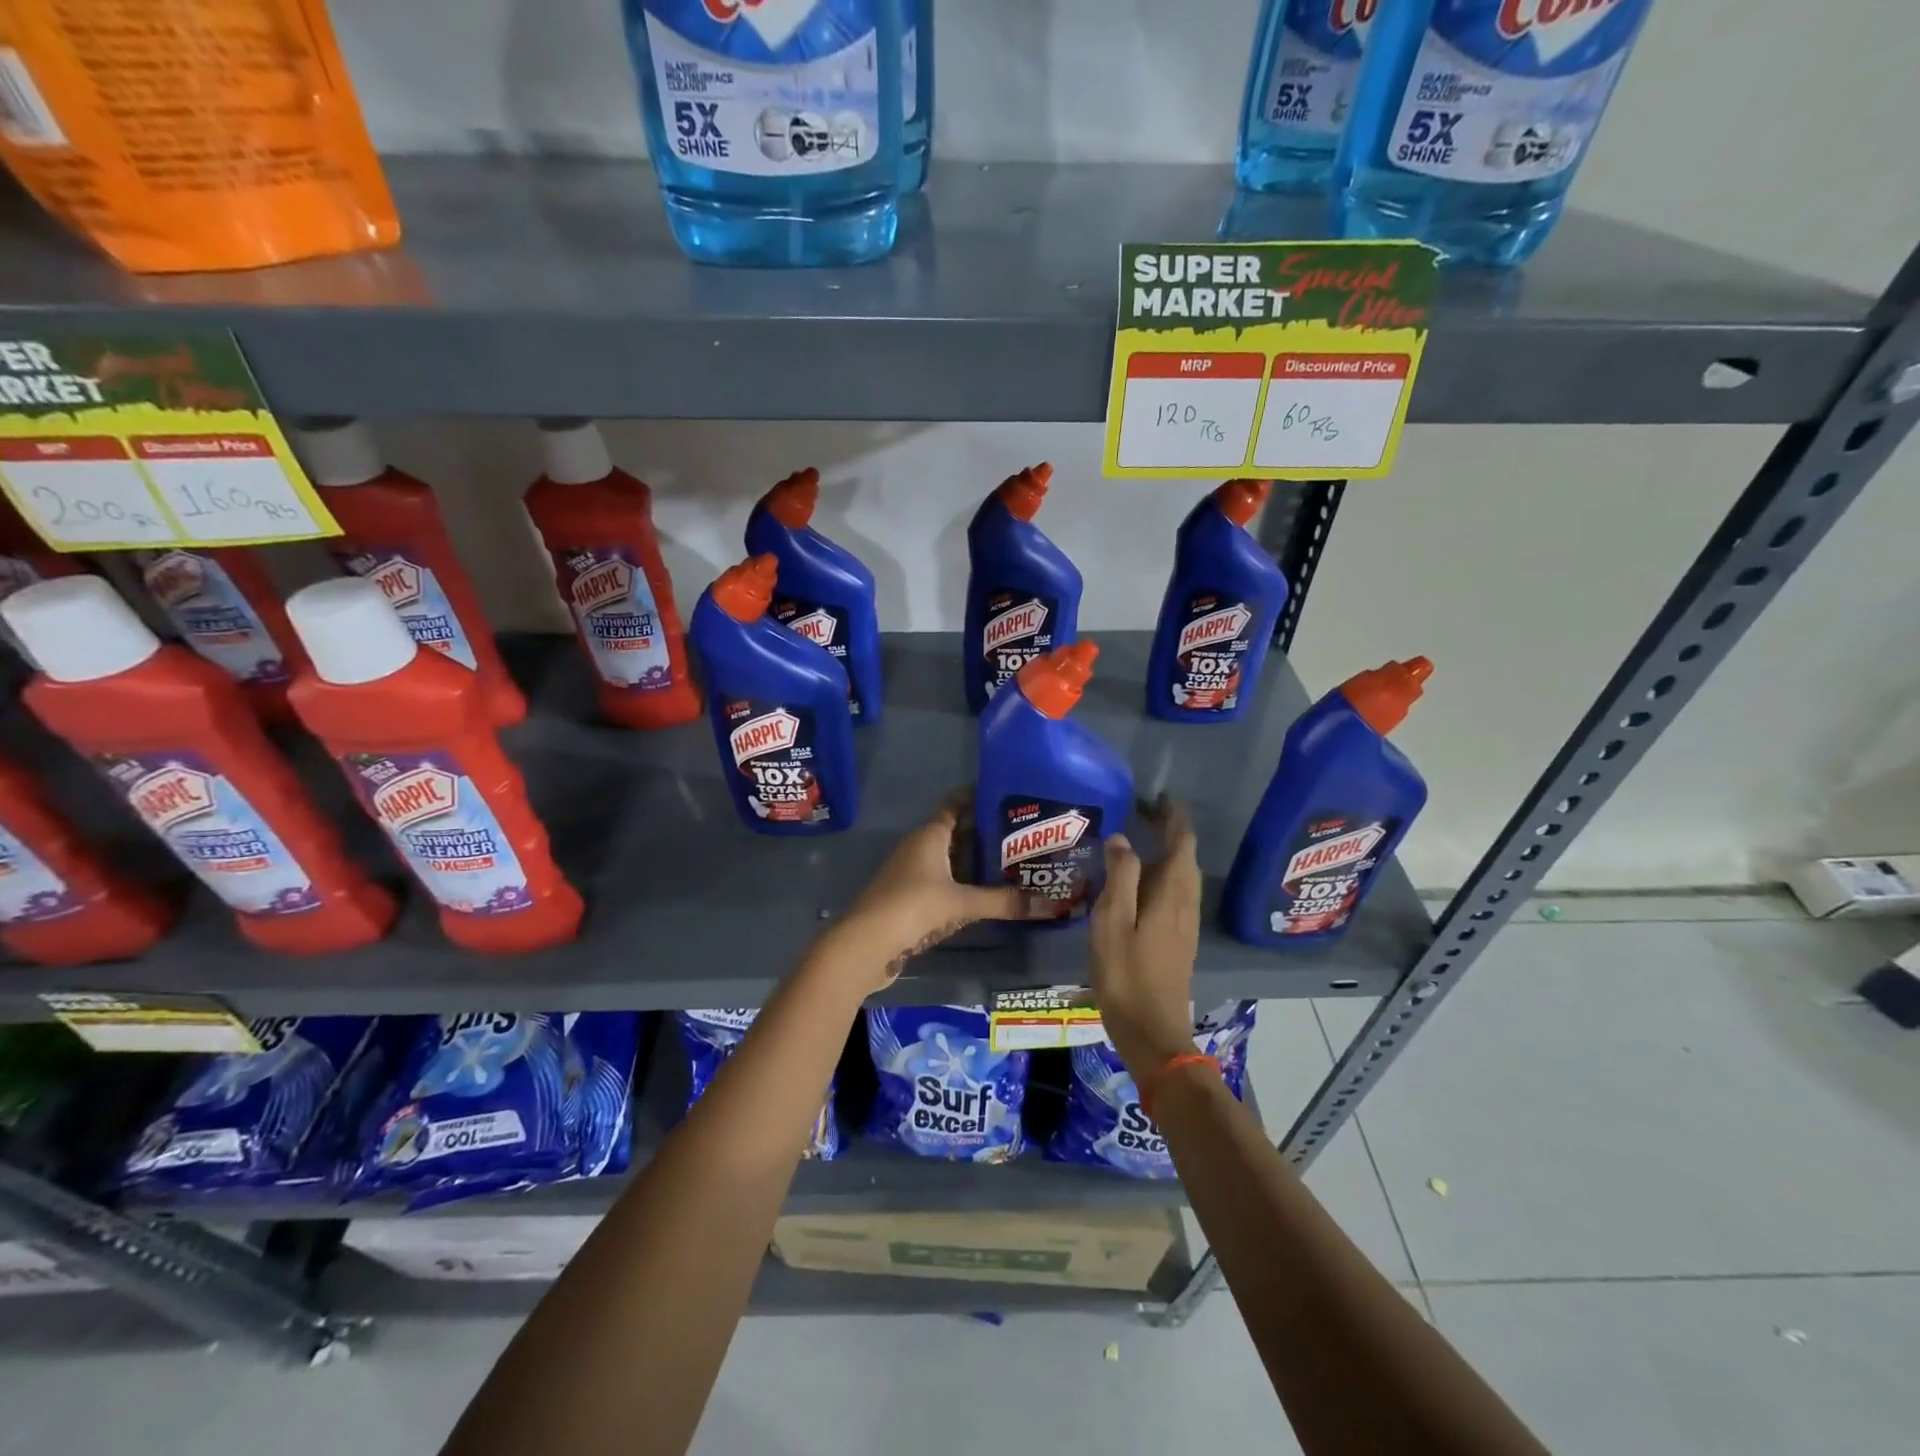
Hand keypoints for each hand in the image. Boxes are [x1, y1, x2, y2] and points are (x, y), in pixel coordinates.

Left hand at [824, 794, 1043, 990]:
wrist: (866, 944)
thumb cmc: (913, 907)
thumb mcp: (962, 903)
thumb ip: (1003, 902)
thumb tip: (1047, 905)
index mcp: (930, 836)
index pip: (955, 805)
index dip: (978, 797)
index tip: (1006, 795)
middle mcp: (919, 847)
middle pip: (956, 832)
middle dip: (985, 833)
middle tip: (1022, 834)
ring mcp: (911, 873)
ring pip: (949, 859)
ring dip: (974, 861)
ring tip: (1010, 863)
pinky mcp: (909, 897)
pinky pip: (942, 881)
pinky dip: (962, 883)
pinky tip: (983, 894)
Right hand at [1090, 796, 1202, 1077]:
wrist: (1153, 1032)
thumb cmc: (1127, 974)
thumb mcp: (1113, 921)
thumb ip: (1120, 877)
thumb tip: (1123, 839)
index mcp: (1172, 894)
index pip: (1182, 842)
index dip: (1173, 817)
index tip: (1158, 796)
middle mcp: (1185, 904)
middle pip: (1185, 857)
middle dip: (1170, 831)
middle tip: (1143, 812)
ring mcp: (1185, 924)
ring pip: (1182, 876)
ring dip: (1168, 853)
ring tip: (1142, 838)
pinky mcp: (1179, 940)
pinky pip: (1176, 893)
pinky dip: (1163, 875)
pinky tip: (1142, 882)